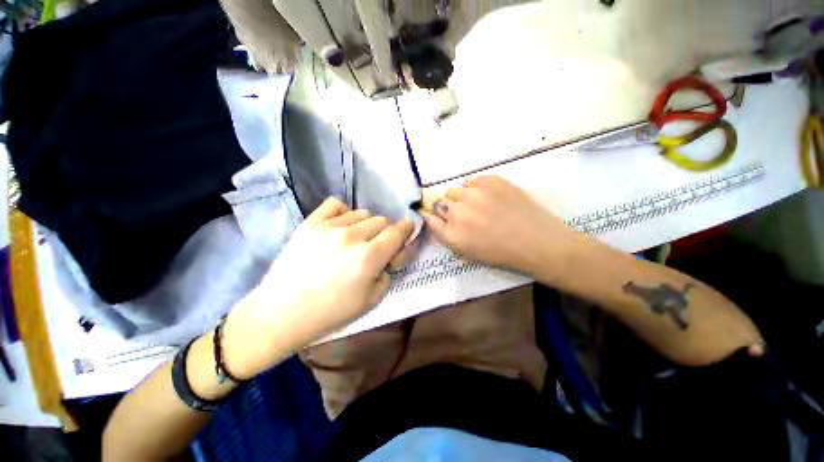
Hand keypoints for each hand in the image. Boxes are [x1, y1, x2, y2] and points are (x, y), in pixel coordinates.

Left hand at [222, 198, 414, 378]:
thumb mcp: (371, 300)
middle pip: (381, 220)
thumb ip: (388, 273)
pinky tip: (340, 226)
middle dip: (385, 232)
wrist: (283, 312)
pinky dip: (344, 212)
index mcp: (369, 257)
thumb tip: (390, 255)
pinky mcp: (310, 223)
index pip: (397, 232)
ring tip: (355, 240)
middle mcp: (352, 237)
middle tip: (376, 247)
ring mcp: (329, 227)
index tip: (407, 229)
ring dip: (366, 225)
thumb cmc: (330, 312)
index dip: (407, 228)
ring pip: (362, 213)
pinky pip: (335, 204)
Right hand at [421, 176, 582, 274]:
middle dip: (448, 207)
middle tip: (466, 214)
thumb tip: (430, 214)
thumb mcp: (465, 250)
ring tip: (480, 205)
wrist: (536, 241)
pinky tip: (491, 197)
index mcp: (452, 233)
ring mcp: (474, 193)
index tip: (437, 214)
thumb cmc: (500, 251)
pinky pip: (472, 180)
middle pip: (440, 201)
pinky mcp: (491, 180)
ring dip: (461, 197)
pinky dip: (476, 187)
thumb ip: (443, 233)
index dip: (432, 214)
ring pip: (455, 189)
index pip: (429, 216)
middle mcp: (458, 211)